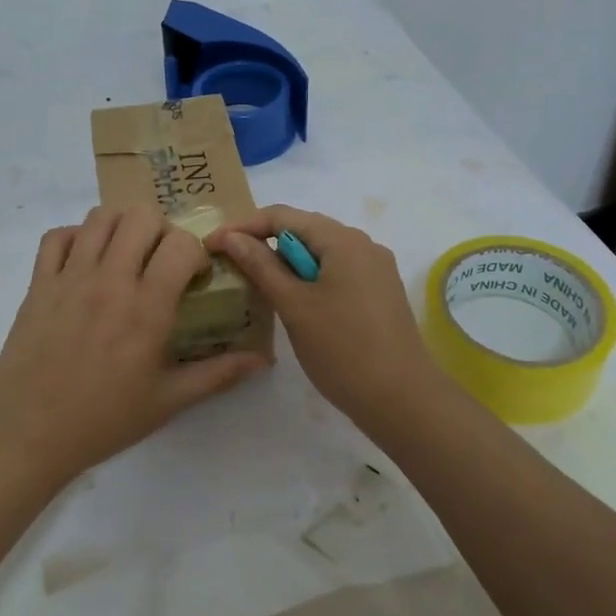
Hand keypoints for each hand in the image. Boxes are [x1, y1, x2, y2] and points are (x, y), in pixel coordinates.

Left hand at [0, 206, 270, 481]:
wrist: (30, 435)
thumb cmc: (104, 420)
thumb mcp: (168, 401)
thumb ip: (217, 374)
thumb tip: (262, 359)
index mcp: (146, 308)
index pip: (180, 244)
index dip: (195, 251)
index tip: (193, 275)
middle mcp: (109, 281)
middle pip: (140, 217)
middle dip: (160, 230)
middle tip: (159, 260)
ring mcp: (69, 278)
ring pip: (99, 218)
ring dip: (120, 228)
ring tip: (124, 256)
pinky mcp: (38, 284)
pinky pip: (56, 237)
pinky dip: (75, 237)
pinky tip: (84, 261)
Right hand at [208, 206, 447, 432]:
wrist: (403, 399)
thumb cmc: (342, 349)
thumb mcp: (293, 305)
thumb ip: (260, 265)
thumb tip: (230, 236)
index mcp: (342, 240)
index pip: (282, 216)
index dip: (243, 227)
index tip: (212, 246)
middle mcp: (363, 244)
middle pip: (302, 229)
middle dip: (264, 243)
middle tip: (230, 265)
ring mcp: (375, 268)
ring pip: (319, 252)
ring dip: (285, 263)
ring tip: (256, 284)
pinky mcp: (378, 292)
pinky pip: (335, 270)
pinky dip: (308, 278)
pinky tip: (292, 301)